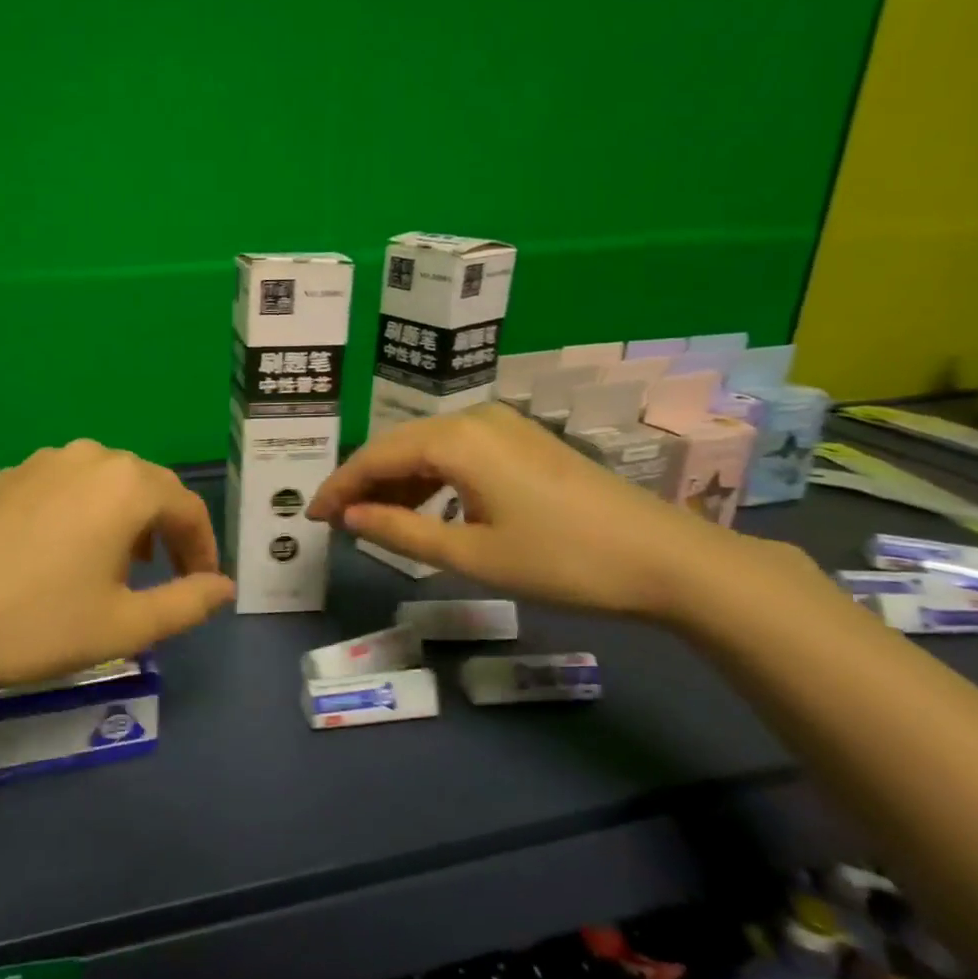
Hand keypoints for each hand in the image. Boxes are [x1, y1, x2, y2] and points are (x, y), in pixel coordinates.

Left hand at [0, 440, 234, 695]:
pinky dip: (86, 512)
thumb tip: (224, 587)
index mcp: (126, 485)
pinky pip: (68, 486)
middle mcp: (90, 457)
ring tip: (119, 567)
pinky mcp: (9, 475)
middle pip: (148, 488)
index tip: (204, 585)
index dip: (203, 548)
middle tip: (166, 577)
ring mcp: (43, 461)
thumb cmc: (35, 623)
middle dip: (167, 531)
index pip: (187, 507)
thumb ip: (186, 604)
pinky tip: (66, 552)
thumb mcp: (123, 626)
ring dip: (126, 519)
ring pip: (107, 483)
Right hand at [306, 404, 739, 620]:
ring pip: (428, 447)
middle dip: (363, 482)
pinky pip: (457, 451)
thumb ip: (400, 531)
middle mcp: (474, 418)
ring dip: (397, 480)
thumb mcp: (470, 554)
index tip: (311, 516)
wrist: (665, 559)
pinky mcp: (523, 440)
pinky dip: (431, 478)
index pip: (375, 456)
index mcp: (456, 440)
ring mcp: (503, 425)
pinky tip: (424, 505)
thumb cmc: (561, 560)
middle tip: (336, 520)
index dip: (338, 486)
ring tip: (373, 519)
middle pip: (398, 444)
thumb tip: (349, 516)